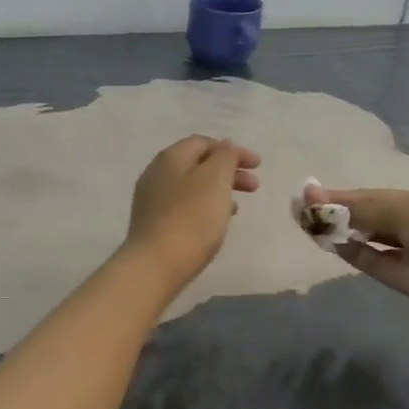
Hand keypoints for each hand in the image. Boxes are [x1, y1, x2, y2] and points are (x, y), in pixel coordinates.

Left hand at [124, 136, 261, 290]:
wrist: (155, 266)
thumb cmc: (191, 219)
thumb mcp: (215, 180)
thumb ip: (225, 157)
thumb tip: (225, 146)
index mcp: (171, 157)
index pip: (204, 142)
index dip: (233, 150)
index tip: (257, 165)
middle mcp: (156, 173)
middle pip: (198, 164)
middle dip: (229, 171)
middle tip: (254, 187)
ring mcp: (151, 199)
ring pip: (192, 186)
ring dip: (218, 190)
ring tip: (237, 207)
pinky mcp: (152, 223)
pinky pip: (184, 205)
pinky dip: (204, 206)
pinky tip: (215, 223)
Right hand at [316, 187, 408, 319]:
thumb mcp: (404, 211)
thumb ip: (360, 208)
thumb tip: (317, 196)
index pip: (366, 195)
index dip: (337, 195)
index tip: (306, 194)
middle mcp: (405, 223)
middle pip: (363, 216)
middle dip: (334, 212)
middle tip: (300, 211)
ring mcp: (403, 251)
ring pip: (364, 239)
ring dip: (339, 232)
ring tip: (308, 225)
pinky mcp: (402, 278)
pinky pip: (372, 262)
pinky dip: (352, 253)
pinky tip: (331, 243)